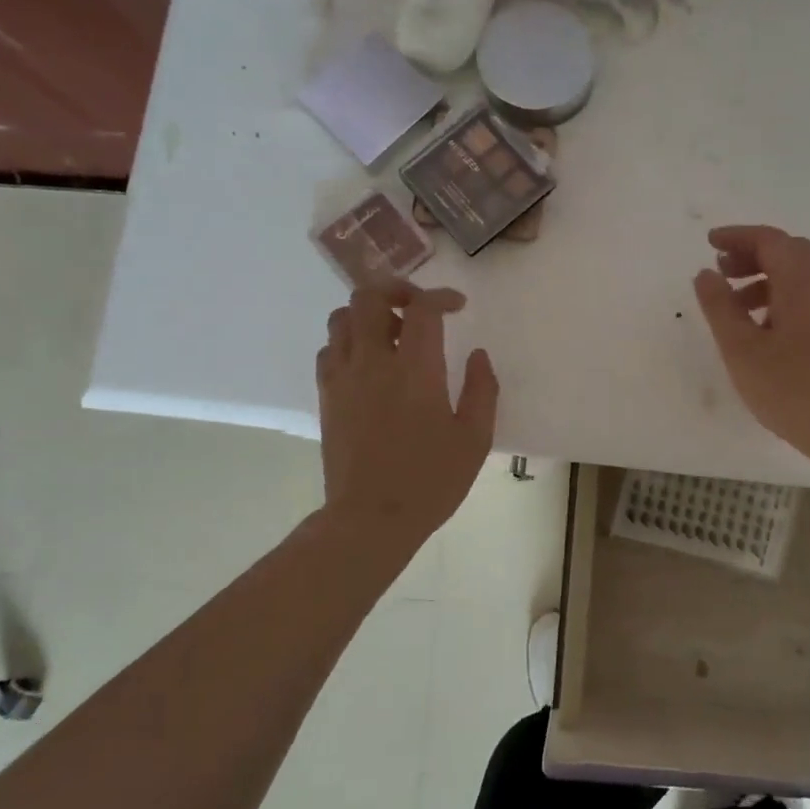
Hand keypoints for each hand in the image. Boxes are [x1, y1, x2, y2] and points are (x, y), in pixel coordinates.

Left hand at [317, 284, 498, 548]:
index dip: (441, 296)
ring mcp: (343, 378)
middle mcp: (373, 362)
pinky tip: (368, 363)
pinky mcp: (327, 396)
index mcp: (416, 370)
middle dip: (396, 290)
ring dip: (369, 314)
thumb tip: (478, 355)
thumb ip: (482, 390)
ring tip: (393, 335)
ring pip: (342, 317)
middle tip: (418, 308)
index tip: (457, 306)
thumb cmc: (431, 480)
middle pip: (370, 297)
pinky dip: (349, 341)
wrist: (371, 518)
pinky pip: (329, 349)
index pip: (422, 308)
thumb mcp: (474, 439)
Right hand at [693, 225, 809, 468]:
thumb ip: (719, 306)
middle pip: (790, 252)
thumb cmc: (791, 389)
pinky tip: (768, 330)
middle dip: (753, 255)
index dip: (738, 237)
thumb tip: (706, 274)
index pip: (770, 240)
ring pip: (804, 276)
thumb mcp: (741, 349)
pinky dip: (786, 297)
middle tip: (722, 272)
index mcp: (804, 282)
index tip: (710, 243)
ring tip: (738, 307)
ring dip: (768, 279)